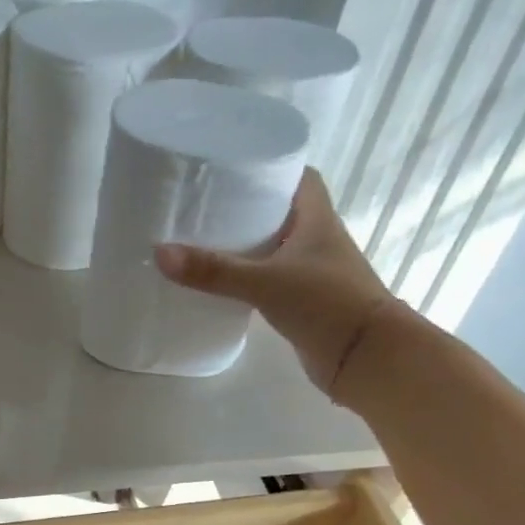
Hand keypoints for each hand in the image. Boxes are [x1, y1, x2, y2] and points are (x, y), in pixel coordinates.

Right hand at [154, 168, 400, 398]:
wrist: (365, 356)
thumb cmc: (325, 304)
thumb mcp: (265, 282)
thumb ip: (214, 271)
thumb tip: (160, 253)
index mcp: (317, 218)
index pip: (296, 176)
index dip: (268, 167)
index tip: (231, 167)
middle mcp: (316, 239)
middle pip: (279, 211)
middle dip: (246, 206)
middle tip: (204, 205)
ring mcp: (311, 271)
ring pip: (273, 247)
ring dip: (245, 244)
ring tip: (202, 240)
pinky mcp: (302, 301)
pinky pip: (269, 279)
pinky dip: (247, 277)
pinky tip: (220, 283)